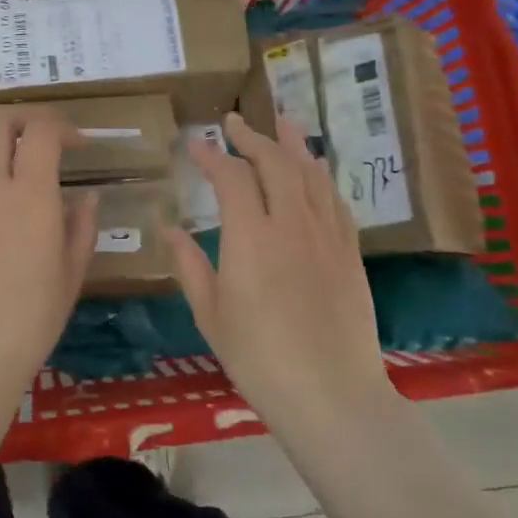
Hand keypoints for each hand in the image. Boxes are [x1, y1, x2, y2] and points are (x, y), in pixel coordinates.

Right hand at [163, 112, 399, 430]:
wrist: (331, 395)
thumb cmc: (259, 359)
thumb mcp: (211, 314)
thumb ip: (188, 264)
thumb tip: (168, 227)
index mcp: (251, 237)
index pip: (231, 178)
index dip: (212, 156)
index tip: (195, 144)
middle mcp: (291, 224)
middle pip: (275, 163)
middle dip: (251, 137)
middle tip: (233, 122)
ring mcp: (326, 235)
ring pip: (310, 174)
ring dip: (292, 144)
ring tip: (280, 122)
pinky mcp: (349, 252)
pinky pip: (334, 200)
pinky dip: (319, 176)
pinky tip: (314, 171)